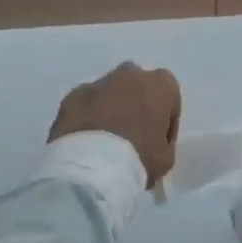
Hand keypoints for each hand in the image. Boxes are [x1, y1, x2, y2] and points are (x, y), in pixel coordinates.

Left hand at [49, 63, 182, 187]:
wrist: (91, 168)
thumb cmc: (139, 158)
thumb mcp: (166, 157)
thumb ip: (163, 142)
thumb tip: (152, 142)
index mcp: (161, 84)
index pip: (169, 99)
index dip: (165, 121)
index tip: (157, 141)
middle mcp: (131, 74)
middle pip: (137, 87)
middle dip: (135, 105)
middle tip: (131, 135)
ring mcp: (98, 83)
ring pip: (109, 92)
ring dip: (109, 108)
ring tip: (104, 140)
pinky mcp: (72, 96)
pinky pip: (84, 105)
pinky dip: (85, 117)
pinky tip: (85, 141)